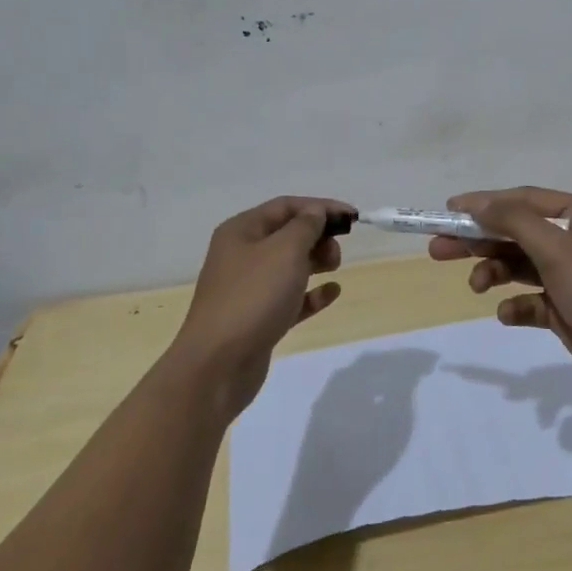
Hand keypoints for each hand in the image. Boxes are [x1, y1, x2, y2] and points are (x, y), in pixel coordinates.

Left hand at [170, 196, 351, 414]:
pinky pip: (290, 297)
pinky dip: (311, 293)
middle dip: (318, 236)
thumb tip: (316, 212)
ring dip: (316, 262)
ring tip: (335, 268)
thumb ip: (306, 226)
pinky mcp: (258, 318)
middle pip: (287, 234)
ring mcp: (248, 288)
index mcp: (241, 231)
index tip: (353, 217)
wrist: (218, 365)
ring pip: (289, 266)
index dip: (321, 207)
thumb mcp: (285, 250)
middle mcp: (242, 255)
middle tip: (337, 252)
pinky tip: (332, 293)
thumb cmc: (253, 296)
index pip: (286, 206)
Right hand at [431, 187, 571, 396]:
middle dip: (480, 240)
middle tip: (439, 247)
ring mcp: (571, 273)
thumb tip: (479, 203)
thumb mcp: (555, 249)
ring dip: (494, 272)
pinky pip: (531, 298)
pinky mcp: (566, 306)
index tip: (449, 210)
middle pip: (516, 232)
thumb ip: (514, 221)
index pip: (524, 200)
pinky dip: (516, 305)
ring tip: (475, 286)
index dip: (486, 203)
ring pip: (520, 265)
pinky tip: (508, 314)